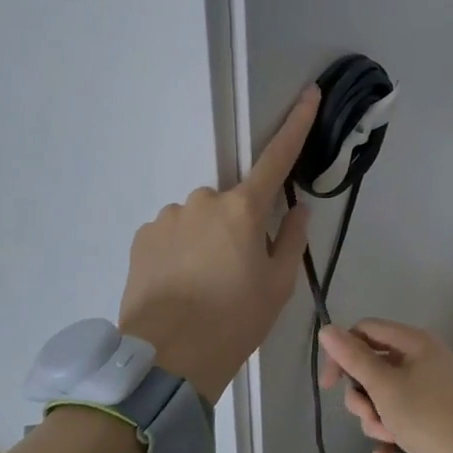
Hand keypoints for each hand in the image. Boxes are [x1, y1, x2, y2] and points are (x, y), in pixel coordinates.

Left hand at [118, 87, 317, 400]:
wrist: (167, 359)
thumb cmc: (235, 321)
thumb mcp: (278, 285)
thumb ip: (291, 238)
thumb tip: (295, 208)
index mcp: (243, 208)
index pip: (276, 158)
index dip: (296, 124)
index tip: (309, 93)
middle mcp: (203, 200)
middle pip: (232, 202)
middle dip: (238, 225)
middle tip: (237, 272)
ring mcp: (169, 216)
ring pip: (200, 219)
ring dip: (207, 239)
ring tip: (203, 286)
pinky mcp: (143, 236)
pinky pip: (173, 233)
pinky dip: (181, 250)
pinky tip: (180, 285)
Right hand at [317, 320, 452, 452]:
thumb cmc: (425, 416)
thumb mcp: (384, 386)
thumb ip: (353, 357)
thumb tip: (326, 329)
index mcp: (415, 342)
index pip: (366, 331)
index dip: (343, 353)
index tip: (328, 385)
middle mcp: (423, 358)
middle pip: (373, 367)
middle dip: (363, 397)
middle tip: (369, 415)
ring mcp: (430, 388)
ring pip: (384, 396)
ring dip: (376, 418)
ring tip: (386, 436)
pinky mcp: (433, 415)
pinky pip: (400, 417)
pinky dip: (390, 434)